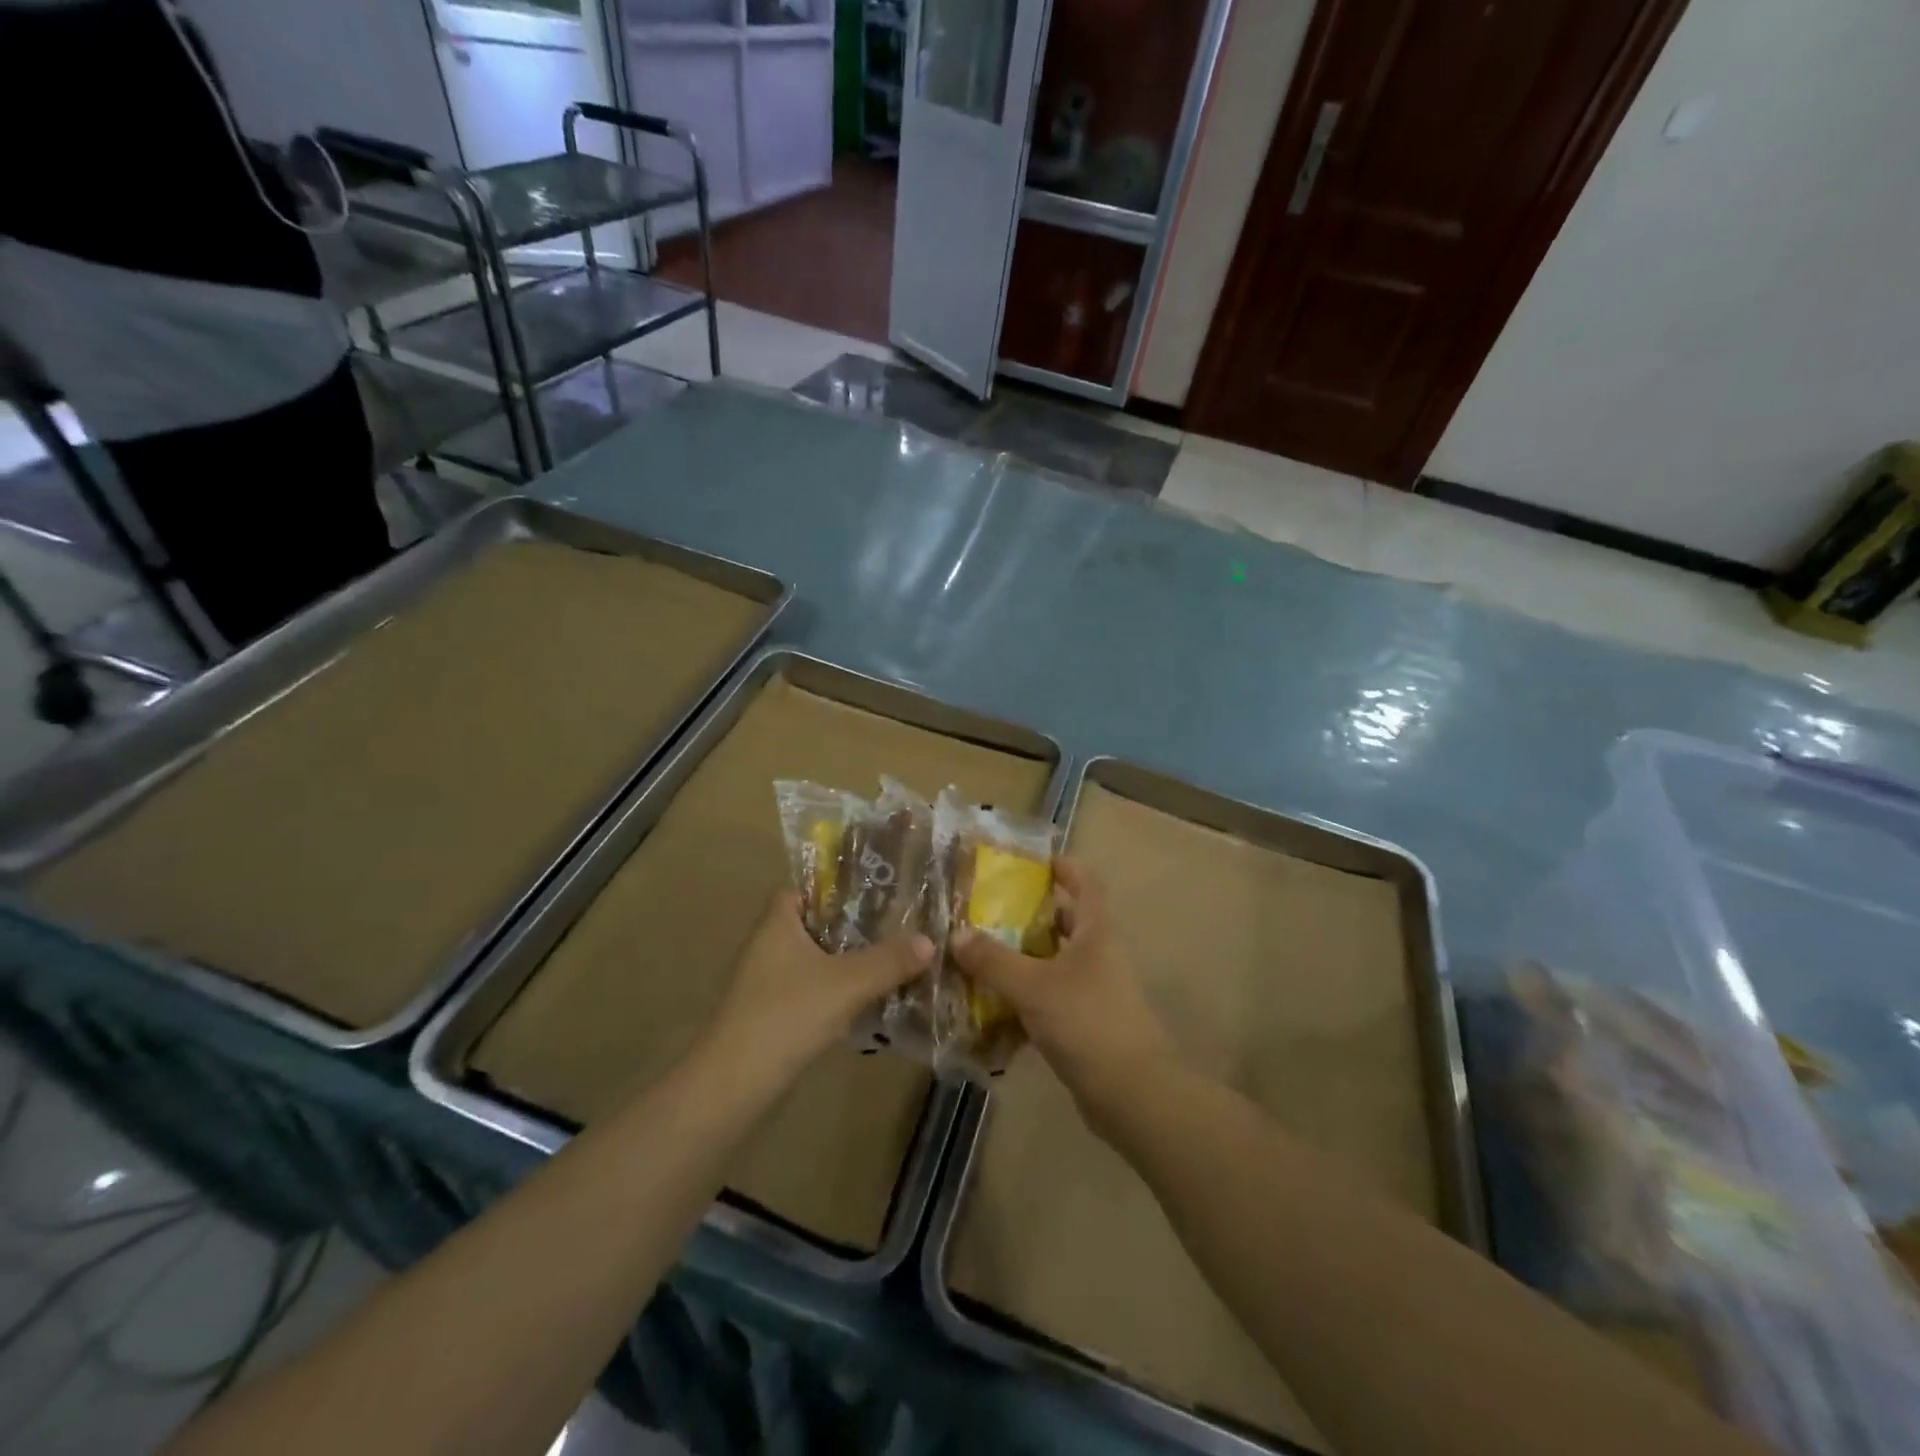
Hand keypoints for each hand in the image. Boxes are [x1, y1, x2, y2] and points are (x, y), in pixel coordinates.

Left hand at [707, 891, 933, 1080]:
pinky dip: (839, 987)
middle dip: (856, 924)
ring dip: (850, 958)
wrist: (734, 1085)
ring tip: (895, 956)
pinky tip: (871, 996)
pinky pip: (814, 986)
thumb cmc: (786, 1016)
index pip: (809, 887)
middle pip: (818, 922)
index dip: (841, 885)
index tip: (879, 889)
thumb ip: (889, 960)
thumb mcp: (847, 983)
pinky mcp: (774, 1011)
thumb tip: (930, 940)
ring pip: (818, 957)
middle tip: (899, 922)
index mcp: (778, 922)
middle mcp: (769, 943)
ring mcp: (769, 980)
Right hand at [950, 860, 1173, 1118]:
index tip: (1028, 862)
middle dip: (1027, 915)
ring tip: (978, 955)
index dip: (1062, 866)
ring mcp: (1093, 991)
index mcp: (1094, 932)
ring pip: (1052, 962)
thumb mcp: (1033, 986)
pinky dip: (1023, 998)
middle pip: (1063, 922)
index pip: (1084, 882)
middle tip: (985, 911)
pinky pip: (1048, 999)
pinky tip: (990, 1007)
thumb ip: (993, 960)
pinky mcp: (1084, 1024)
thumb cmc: (1087, 1022)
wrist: (1132, 1094)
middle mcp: (1097, 955)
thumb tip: (957, 935)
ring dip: (1020, 958)